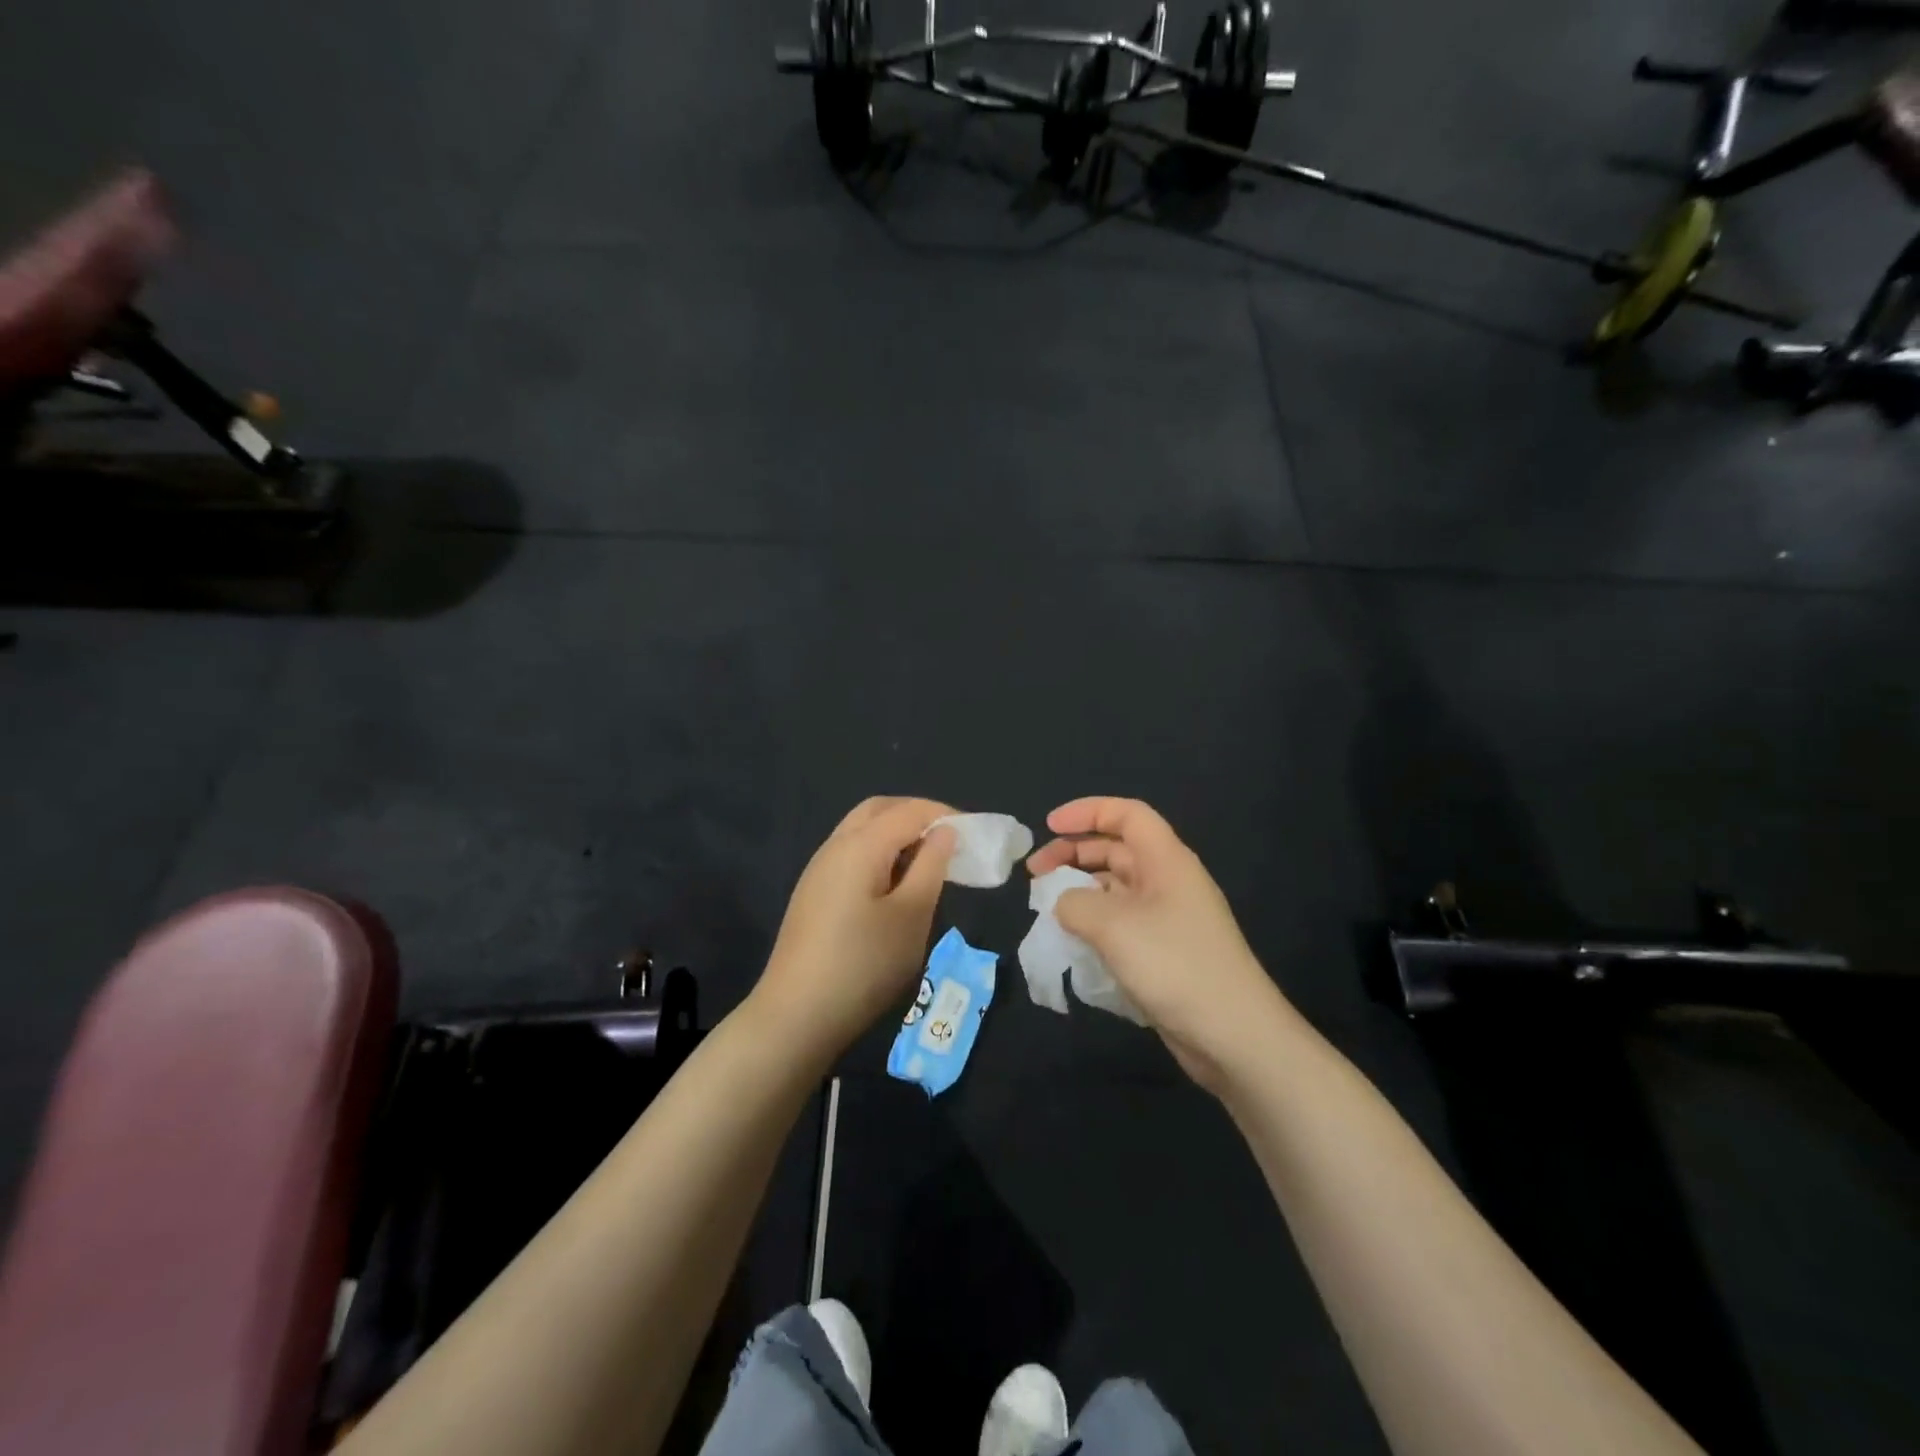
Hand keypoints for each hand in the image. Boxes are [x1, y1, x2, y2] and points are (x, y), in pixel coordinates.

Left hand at [753, 797, 956, 1060]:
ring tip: (927, 863)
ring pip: (861, 830)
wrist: (796, 1015)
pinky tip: (894, 886)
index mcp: (860, 845)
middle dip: (916, 815)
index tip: (975, 833)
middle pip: (879, 810)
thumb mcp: (911, 915)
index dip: (944, 814)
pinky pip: (851, 854)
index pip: (909, 810)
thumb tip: (945, 831)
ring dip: (896, 834)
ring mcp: (818, 870)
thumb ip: (931, 866)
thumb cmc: (864, 964)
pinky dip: (879, 854)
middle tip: (949, 840)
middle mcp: (835, 846)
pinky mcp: (812, 893)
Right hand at [1027, 797, 1285, 1090]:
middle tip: (1035, 874)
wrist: (1233, 1035)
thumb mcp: (1113, 926)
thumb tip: (1064, 904)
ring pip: (1116, 887)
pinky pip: (1121, 921)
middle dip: (1073, 853)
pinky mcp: (1163, 951)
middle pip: (1116, 849)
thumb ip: (1075, 903)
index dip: (1085, 811)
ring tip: (1046, 907)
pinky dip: (1093, 921)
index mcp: (1166, 859)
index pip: (1126, 814)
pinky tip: (1072, 940)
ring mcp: (1167, 917)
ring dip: (1080, 889)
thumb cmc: (1174, 965)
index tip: (1048, 826)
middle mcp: (1168, 881)